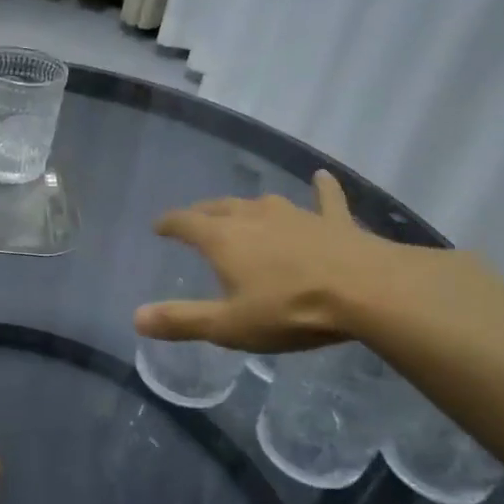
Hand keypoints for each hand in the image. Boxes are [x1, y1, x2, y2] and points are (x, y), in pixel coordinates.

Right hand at [134, 170, 416, 352]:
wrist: (367, 292)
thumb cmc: (289, 310)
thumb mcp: (228, 325)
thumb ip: (181, 320)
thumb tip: (136, 318)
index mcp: (224, 239)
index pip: (186, 223)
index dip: (169, 223)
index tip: (158, 226)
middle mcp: (255, 217)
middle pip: (221, 208)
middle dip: (204, 213)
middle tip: (195, 219)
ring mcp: (296, 215)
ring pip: (264, 203)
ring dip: (248, 206)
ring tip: (241, 209)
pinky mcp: (334, 221)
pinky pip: (325, 199)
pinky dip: (321, 189)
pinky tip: (321, 177)